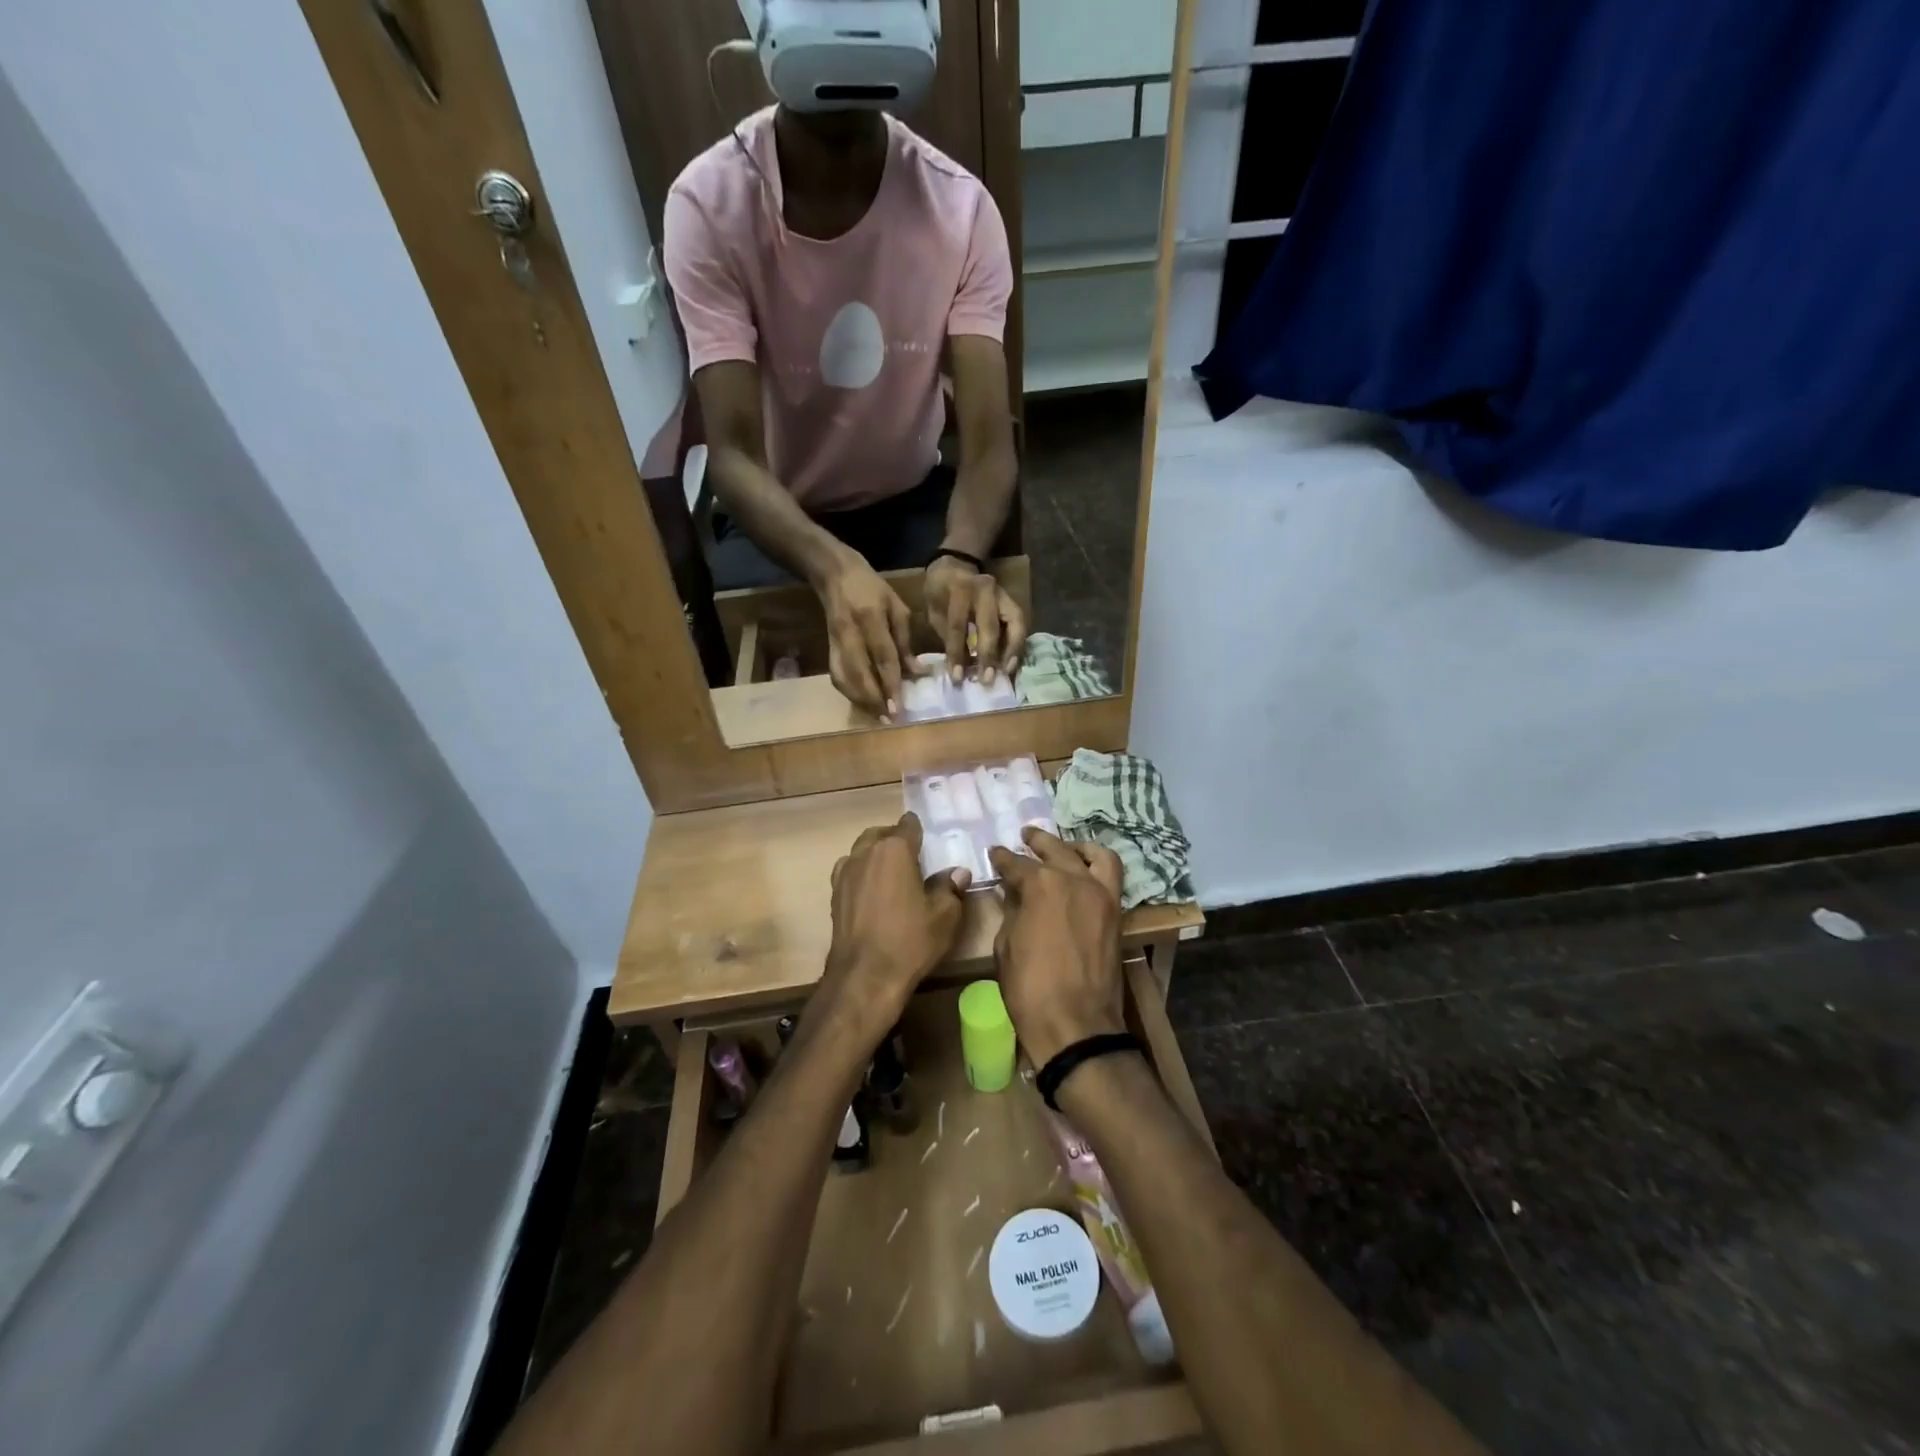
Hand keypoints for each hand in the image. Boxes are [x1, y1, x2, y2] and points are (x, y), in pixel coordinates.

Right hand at [820, 552, 916, 716]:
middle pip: (859, 673)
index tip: (898, 707)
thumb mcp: (897, 607)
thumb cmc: (873, 588)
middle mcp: (850, 633)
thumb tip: (917, 673)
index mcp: (871, 618)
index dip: (891, 684)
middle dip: (873, 699)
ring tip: (878, 716)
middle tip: (888, 719)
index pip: (882, 657)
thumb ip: (906, 641)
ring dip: (860, 700)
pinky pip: (837, 677)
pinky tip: (864, 703)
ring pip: (844, 679)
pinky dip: (850, 693)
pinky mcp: (828, 649)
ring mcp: (835, 642)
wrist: (835, 575)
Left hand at [822, 815, 971, 1034]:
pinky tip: (872, 892)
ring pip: (860, 851)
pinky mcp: (834, 896)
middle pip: (879, 834)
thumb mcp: (944, 916)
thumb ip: (950, 888)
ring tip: (890, 872)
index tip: (926, 836)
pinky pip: (849, 872)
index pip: (908, 825)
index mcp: (894, 850)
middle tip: (910, 854)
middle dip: (894, 838)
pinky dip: (861, 874)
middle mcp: (865, 854)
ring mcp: (845, 874)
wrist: (864, 976)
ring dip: (874, 854)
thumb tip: (958, 872)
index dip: (918, 828)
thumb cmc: (909, 940)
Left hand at [925, 555, 1027, 685]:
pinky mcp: (1013, 601)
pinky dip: (1018, 644)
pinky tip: (1013, 662)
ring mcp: (1003, 594)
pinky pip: (1021, 624)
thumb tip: (959, 668)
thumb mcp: (934, 611)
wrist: (956, 565)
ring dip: (1013, 650)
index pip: (958, 626)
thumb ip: (947, 636)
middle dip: (989, 655)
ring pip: (1016, 623)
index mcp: (959, 590)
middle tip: (987, 680)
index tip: (957, 677)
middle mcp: (985, 590)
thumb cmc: (940, 592)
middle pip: (991, 626)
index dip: (957, 653)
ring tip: (1008, 672)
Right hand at [988, 829, 1125, 1067]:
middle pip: (1054, 850)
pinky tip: (1084, 870)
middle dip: (1036, 842)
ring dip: (1074, 846)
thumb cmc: (1029, 988)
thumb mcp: (1006, 946)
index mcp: (1041, 885)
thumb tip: (1015, 894)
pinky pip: (1111, 876)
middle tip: (1024, 836)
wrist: (1076, 1025)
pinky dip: (1098, 865)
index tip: (994, 853)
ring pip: (1092, 855)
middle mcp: (1074, 879)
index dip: (1002, 859)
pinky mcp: (1116, 913)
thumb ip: (1012, 912)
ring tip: (1062, 847)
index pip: (1016, 864)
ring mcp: (1101, 895)